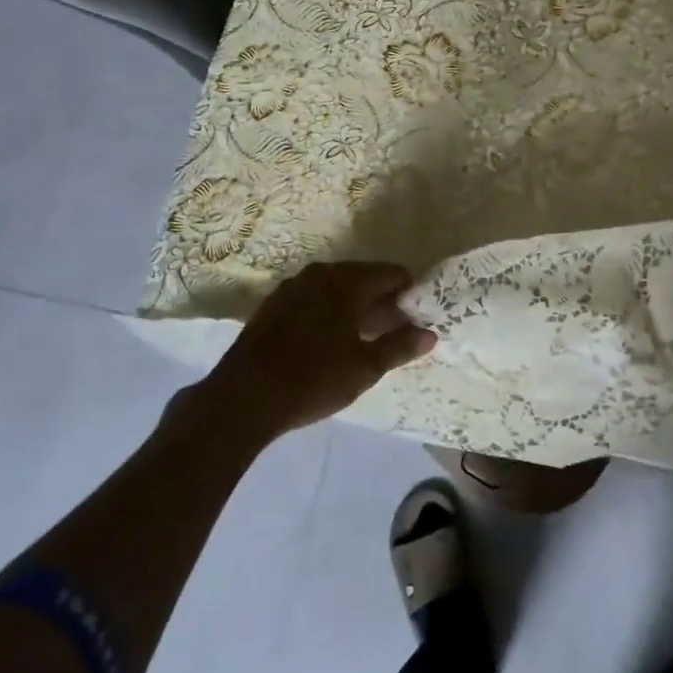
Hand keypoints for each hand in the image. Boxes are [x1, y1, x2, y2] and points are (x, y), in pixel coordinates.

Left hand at [205, 263, 436, 437]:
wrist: (242, 398)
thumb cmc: (313, 379)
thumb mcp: (364, 368)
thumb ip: (399, 346)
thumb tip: (430, 334)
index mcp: (347, 281)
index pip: (392, 274)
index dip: (410, 294)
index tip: (418, 317)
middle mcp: (320, 274)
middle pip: (364, 279)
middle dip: (383, 301)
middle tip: (396, 331)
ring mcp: (292, 287)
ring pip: (337, 290)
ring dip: (355, 308)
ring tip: (366, 338)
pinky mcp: (273, 306)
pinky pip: (313, 300)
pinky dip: (329, 313)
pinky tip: (331, 341)